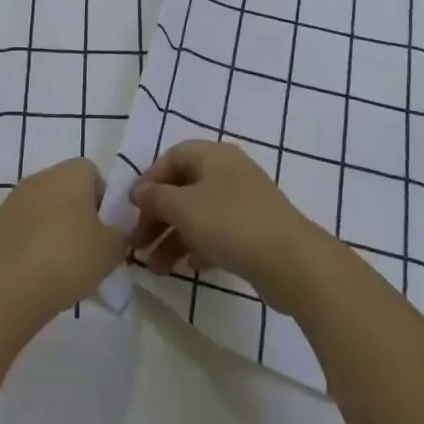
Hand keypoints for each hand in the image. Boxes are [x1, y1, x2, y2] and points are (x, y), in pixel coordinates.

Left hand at [0, 158, 126, 325]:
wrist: (8, 286)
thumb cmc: (68, 258)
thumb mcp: (111, 251)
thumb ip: (120, 235)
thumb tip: (115, 232)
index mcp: (71, 173)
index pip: (93, 174)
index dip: (102, 201)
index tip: (104, 231)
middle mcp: (41, 177)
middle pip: (66, 191)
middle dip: (77, 216)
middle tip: (86, 251)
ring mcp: (13, 199)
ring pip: (42, 210)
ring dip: (52, 230)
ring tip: (60, 268)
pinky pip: (22, 229)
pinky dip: (30, 245)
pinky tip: (35, 274)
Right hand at [128, 141, 337, 314]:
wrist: (291, 260)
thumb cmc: (230, 222)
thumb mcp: (184, 207)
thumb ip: (156, 197)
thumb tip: (138, 191)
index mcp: (213, 155)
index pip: (172, 158)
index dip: (149, 180)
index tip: (132, 208)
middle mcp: (228, 172)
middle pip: (183, 188)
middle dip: (157, 217)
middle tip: (137, 245)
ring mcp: (243, 202)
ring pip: (198, 214)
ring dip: (173, 238)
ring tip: (155, 268)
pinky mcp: (254, 231)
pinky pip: (217, 233)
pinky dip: (198, 246)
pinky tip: (187, 267)